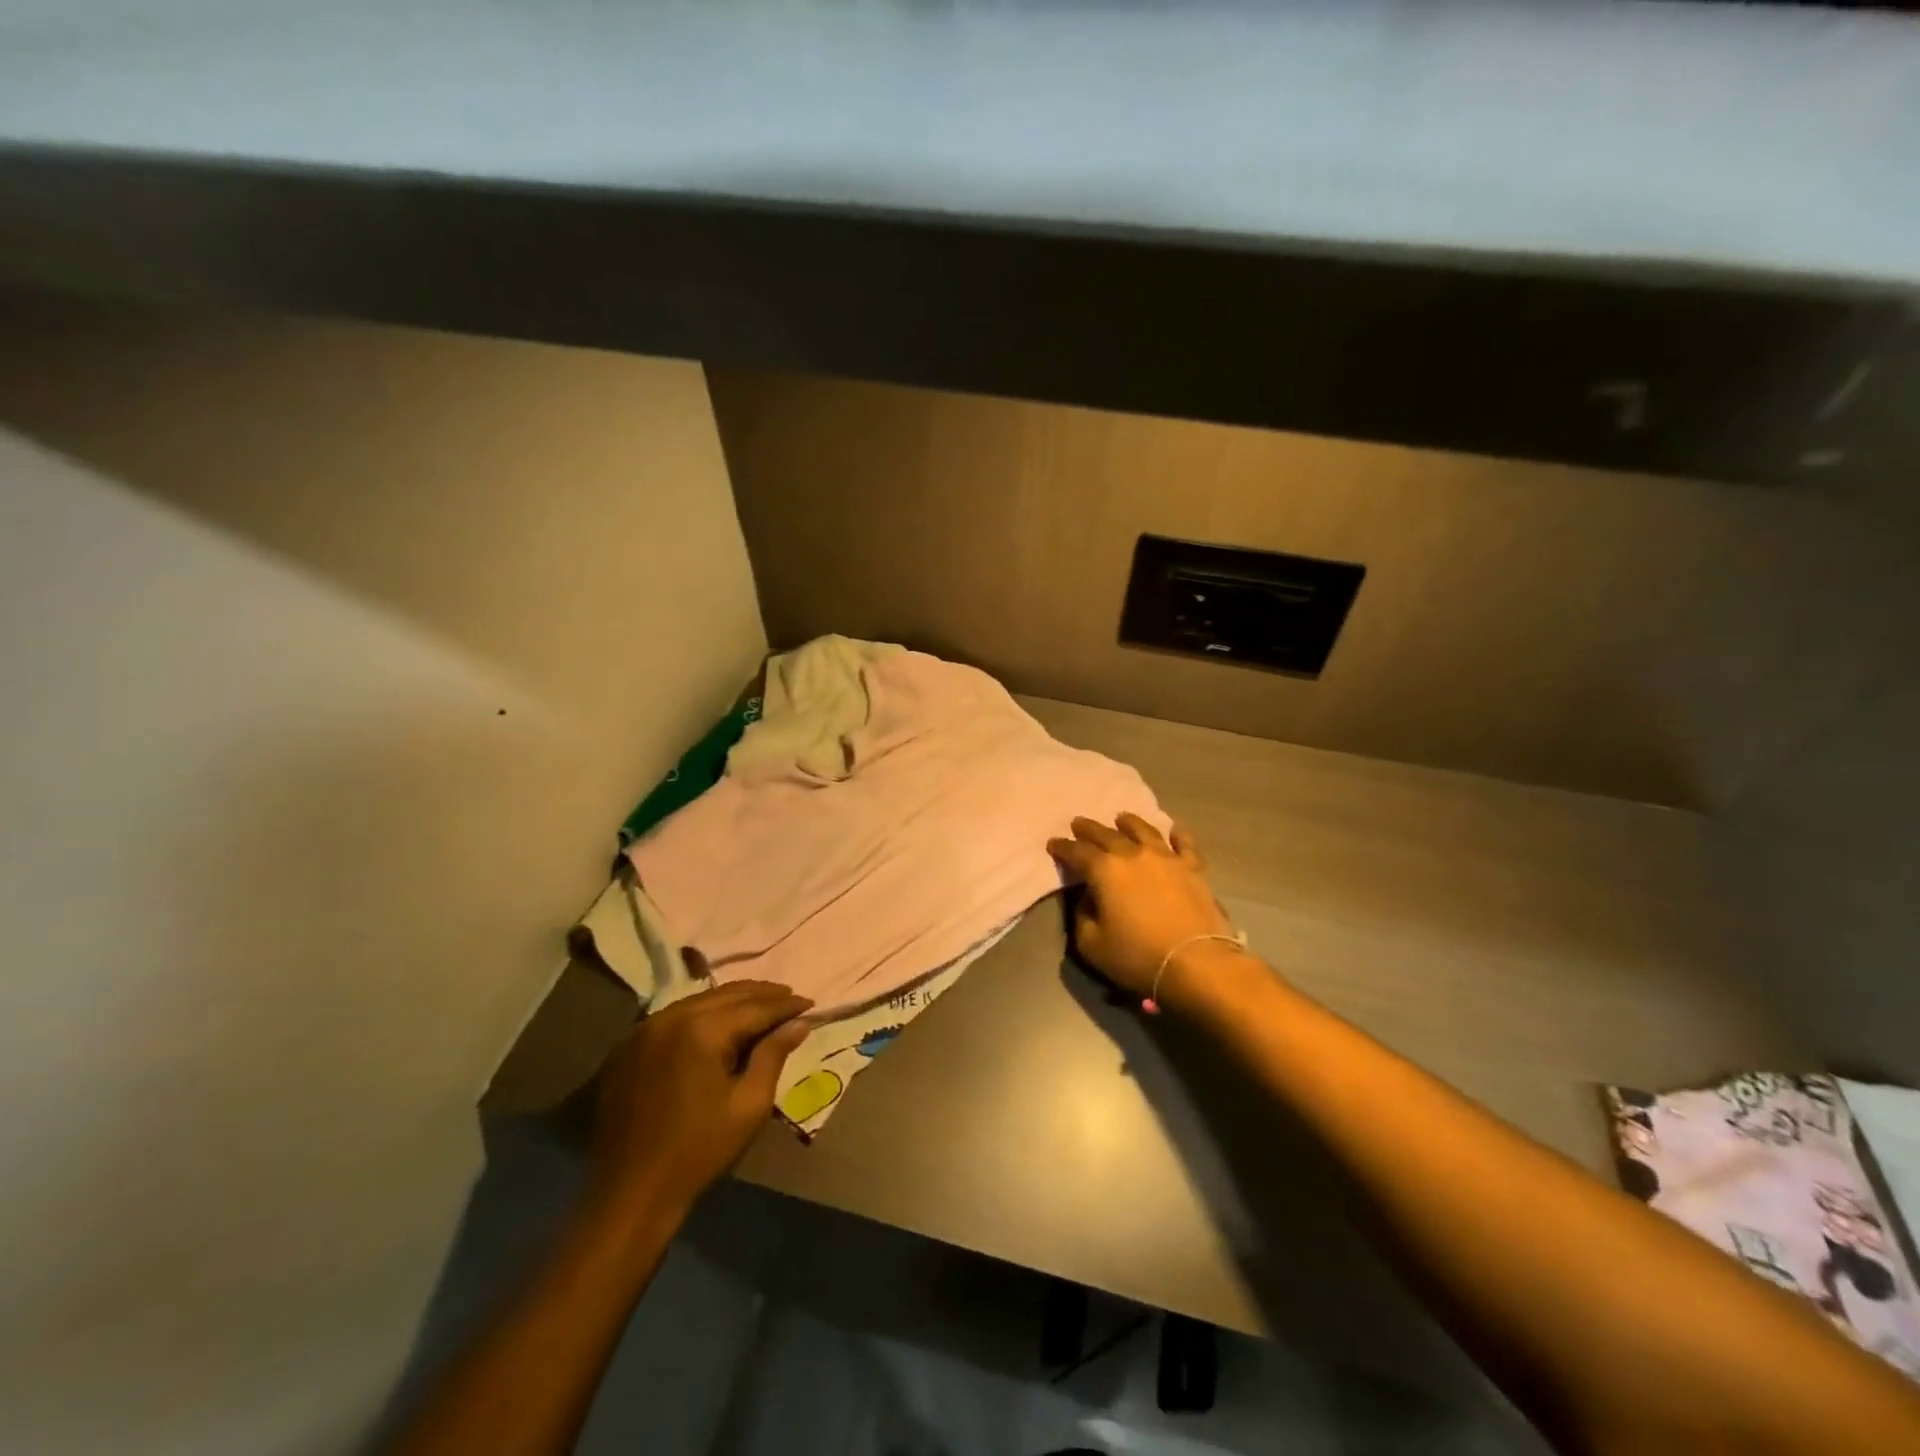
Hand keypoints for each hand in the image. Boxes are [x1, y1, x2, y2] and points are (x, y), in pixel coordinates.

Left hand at [590, 981, 812, 1213]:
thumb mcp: (750, 1105)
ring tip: (759, 1006)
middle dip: (761, 995)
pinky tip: (717, 1024)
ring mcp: (643, 1029)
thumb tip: (798, 1023)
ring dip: (732, 1001)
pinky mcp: (627, 1047)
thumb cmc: (699, 1151)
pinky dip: (701, 1014)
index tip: (809, 1003)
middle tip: (789, 996)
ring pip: (699, 1001)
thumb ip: (774, 1055)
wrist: (630, 1194)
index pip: (755, 1007)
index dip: (785, 1005)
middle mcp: (671, 1017)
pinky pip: (674, 1017)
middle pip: (726, 995)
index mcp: (702, 1030)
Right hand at [1047, 814, 1236, 1003]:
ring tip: (1121, 818)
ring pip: (1144, 830)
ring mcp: (1166, 858)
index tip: (1053, 843)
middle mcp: (1133, 855)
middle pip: (1106, 834)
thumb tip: (1087, 898)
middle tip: (1078, 823)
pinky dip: (1178, 834)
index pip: (1077, 852)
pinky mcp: (1193, 868)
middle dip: (1089, 828)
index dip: (1062, 847)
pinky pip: (1184, 844)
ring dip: (1129, 822)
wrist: (1197, 963)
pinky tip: (1174, 828)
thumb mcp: (1091, 944)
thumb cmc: (1138, 956)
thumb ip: (1082, 916)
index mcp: (1104, 870)